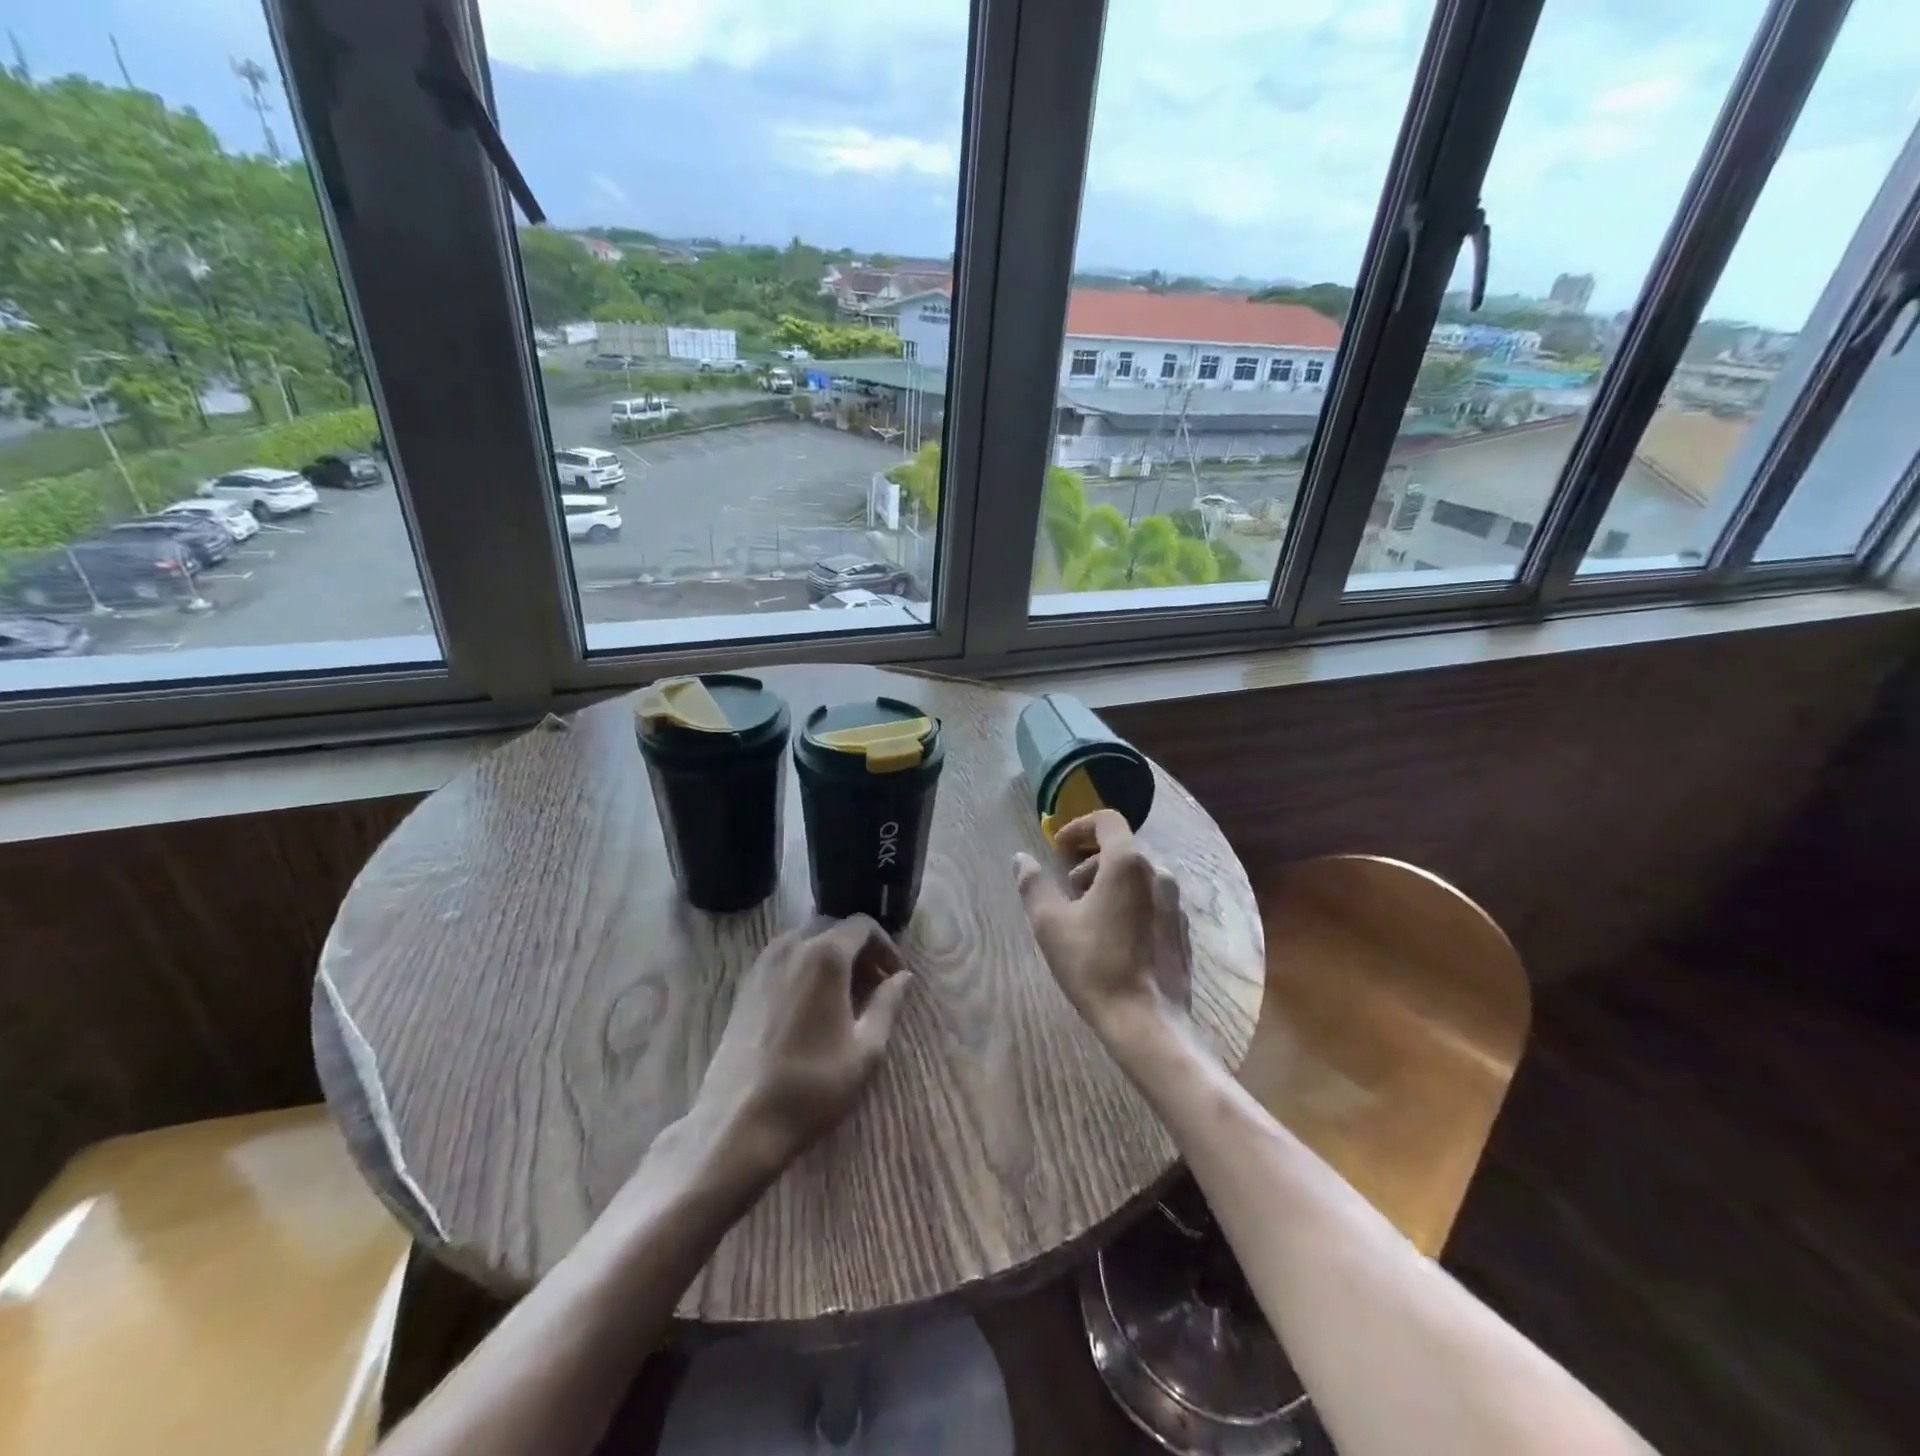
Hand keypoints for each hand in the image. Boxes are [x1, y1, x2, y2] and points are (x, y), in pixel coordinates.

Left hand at [687, 915, 912, 1186]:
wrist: (739, 1123)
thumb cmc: (813, 1085)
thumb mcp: (866, 1049)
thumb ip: (887, 1004)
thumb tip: (903, 978)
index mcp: (825, 955)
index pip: (862, 925)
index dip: (885, 945)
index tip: (895, 976)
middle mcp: (791, 947)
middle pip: (832, 928)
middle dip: (858, 949)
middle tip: (874, 985)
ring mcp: (762, 965)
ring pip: (805, 942)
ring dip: (830, 957)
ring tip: (844, 996)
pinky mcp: (744, 987)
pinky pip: (782, 960)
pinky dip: (804, 968)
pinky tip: (811, 1007)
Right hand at [1014, 810, 1192, 1041]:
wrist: (1147, 1022)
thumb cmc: (1093, 964)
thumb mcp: (1050, 923)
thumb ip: (1034, 884)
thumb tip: (1021, 859)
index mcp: (1128, 864)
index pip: (1107, 821)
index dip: (1079, 826)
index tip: (1058, 848)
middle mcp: (1159, 875)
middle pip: (1122, 849)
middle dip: (1090, 861)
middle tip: (1067, 889)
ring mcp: (1175, 904)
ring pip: (1139, 876)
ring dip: (1109, 883)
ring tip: (1087, 916)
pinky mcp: (1181, 931)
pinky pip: (1153, 901)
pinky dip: (1130, 903)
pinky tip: (1113, 938)